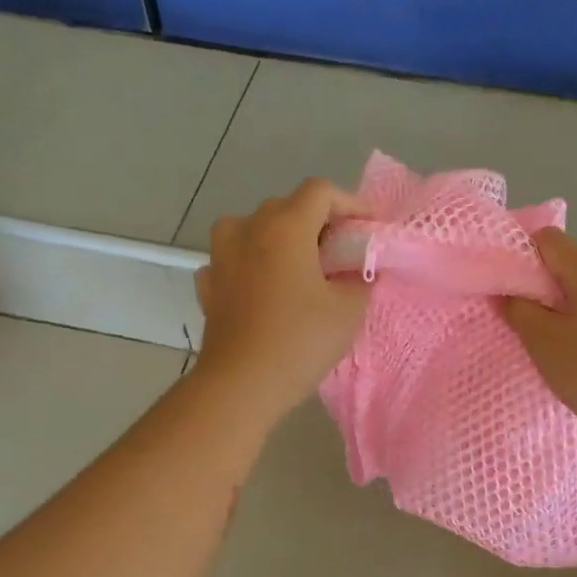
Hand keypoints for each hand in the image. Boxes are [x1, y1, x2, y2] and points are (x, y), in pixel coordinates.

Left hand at [193, 178, 371, 422]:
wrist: (240, 384)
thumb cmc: (299, 341)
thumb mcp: (347, 310)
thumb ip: (360, 279)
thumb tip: (357, 270)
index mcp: (286, 226)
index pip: (320, 192)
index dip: (350, 203)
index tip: (368, 228)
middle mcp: (249, 229)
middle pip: (286, 206)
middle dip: (316, 222)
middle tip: (339, 252)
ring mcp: (221, 256)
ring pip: (252, 228)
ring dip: (277, 237)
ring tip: (297, 265)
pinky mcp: (208, 284)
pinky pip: (232, 259)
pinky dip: (250, 264)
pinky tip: (262, 287)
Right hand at [501, 228, 576, 451]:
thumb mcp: (541, 341)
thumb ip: (518, 310)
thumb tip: (506, 292)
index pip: (550, 239)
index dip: (523, 253)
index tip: (507, 284)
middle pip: (573, 269)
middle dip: (545, 288)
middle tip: (524, 321)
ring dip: (570, 312)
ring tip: (555, 348)